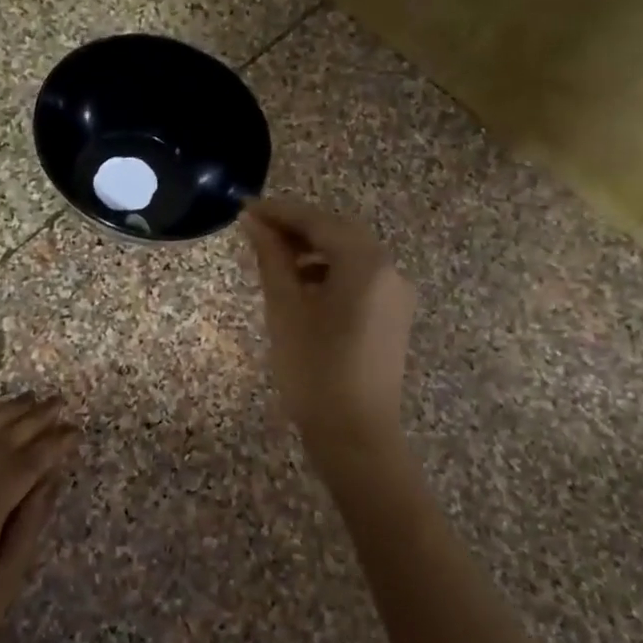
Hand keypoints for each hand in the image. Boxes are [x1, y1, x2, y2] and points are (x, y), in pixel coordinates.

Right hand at [239, 198, 417, 450]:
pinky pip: (360, 277)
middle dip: (297, 227)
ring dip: (313, 249)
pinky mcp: (393, 315)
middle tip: (257, 229)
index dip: (280, 212)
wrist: (356, 434)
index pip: (318, 221)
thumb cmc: (314, 369)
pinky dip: (330, 272)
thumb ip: (271, 258)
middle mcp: (389, 269)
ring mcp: (396, 294)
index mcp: (364, 263)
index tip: (246, 207)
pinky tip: (303, 287)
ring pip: (350, 254)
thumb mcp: (285, 308)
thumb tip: (254, 222)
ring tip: (274, 259)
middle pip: (338, 232)